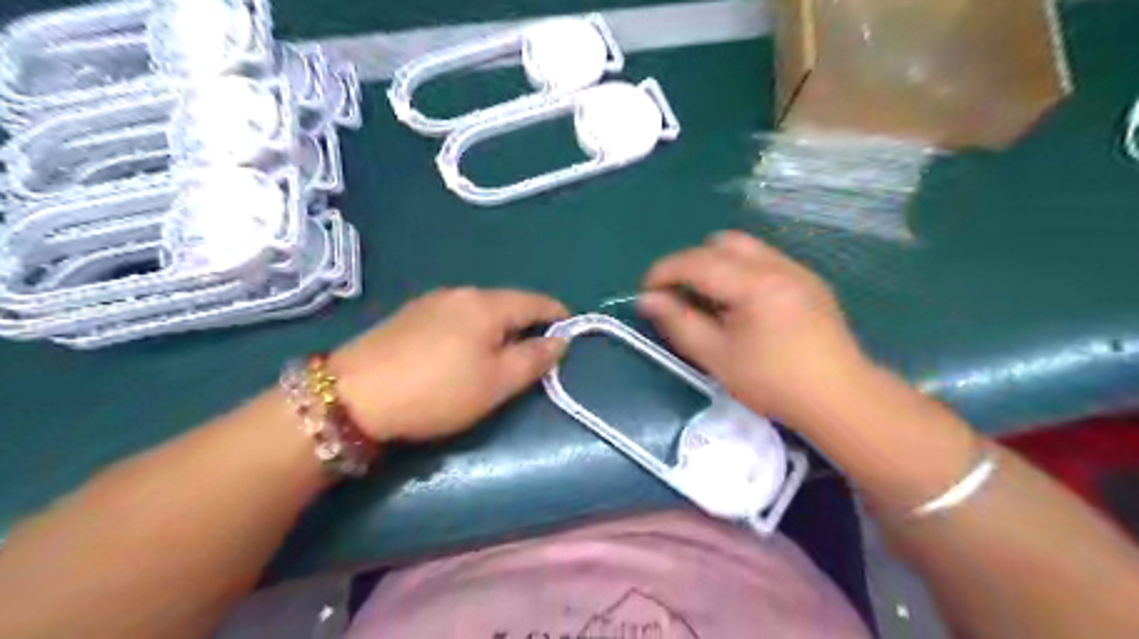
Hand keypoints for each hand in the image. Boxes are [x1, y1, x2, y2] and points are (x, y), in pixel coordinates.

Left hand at [329, 288, 568, 440]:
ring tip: (501, 354)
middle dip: (527, 323)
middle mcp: (461, 293)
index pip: (536, 301)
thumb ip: (534, 359)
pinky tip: (463, 351)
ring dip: (499, 327)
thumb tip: (561, 341)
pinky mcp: (409, 314)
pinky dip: (473, 329)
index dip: (558, 315)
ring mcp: (432, 301)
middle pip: (507, 303)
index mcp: (487, 304)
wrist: (353, 395)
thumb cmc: (438, 390)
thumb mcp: (496, 383)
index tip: (571, 331)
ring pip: (480, 309)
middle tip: (536, 352)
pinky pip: (456, 316)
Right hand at [637, 229, 867, 424]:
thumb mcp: (716, 356)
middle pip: (721, 243)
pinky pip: (765, 261)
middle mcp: (777, 265)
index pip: (697, 261)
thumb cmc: (773, 382)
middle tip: (680, 296)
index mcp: (754, 283)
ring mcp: (797, 270)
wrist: (839, 398)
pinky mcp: (809, 281)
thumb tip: (647, 300)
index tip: (645, 292)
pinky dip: (741, 273)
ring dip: (717, 265)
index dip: (663, 272)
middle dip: (692, 263)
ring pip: (745, 248)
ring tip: (710, 301)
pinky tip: (742, 307)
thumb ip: (678, 322)